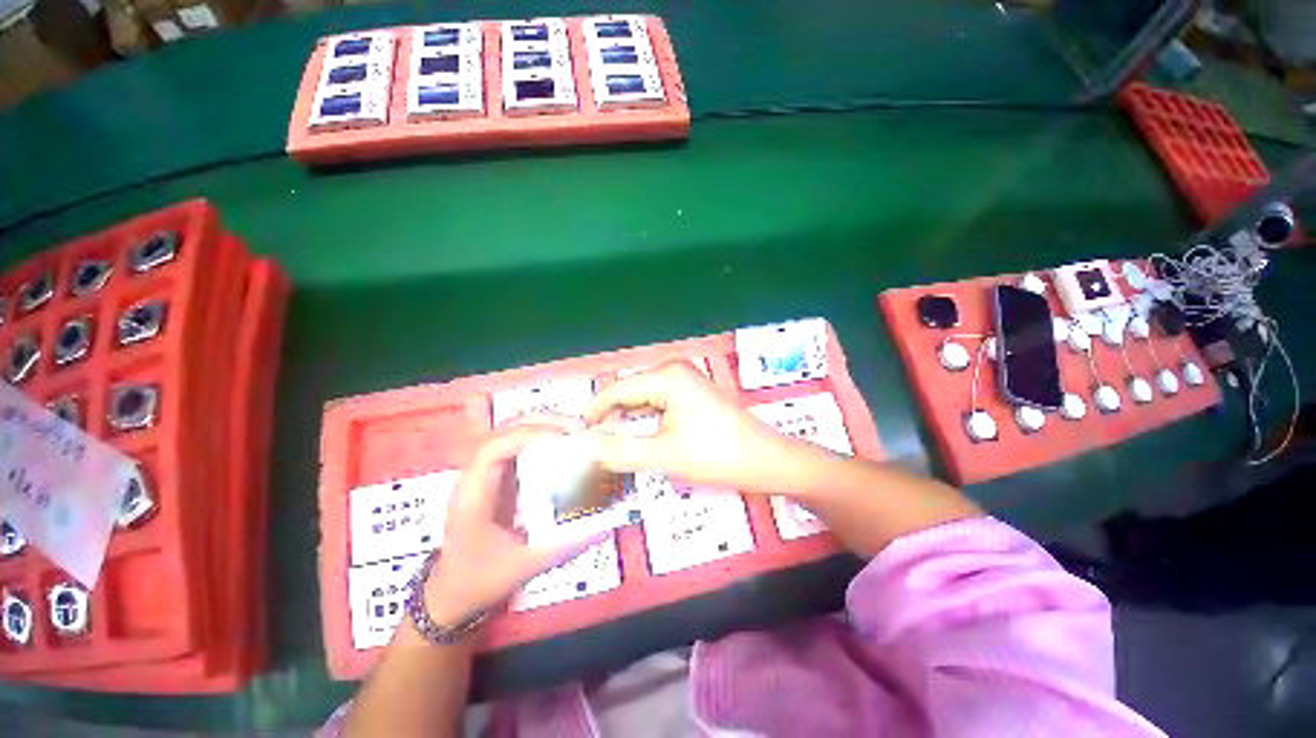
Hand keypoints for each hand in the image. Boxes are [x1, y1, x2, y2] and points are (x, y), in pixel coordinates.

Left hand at [423, 421, 595, 624]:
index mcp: (473, 494)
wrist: (451, 592)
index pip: (494, 448)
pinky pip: (519, 445)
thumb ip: (564, 547)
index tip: (564, 438)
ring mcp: (486, 472)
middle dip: (543, 423)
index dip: (528, 435)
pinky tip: (563, 441)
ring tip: (576, 430)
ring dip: (544, 425)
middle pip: (504, 431)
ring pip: (511, 432)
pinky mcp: (498, 476)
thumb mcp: (523, 567)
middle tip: (580, 428)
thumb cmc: (478, 580)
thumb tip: (604, 526)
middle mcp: (476, 475)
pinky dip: (542, 437)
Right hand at [583, 361, 838, 494]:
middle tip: (592, 447)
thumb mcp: (664, 455)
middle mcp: (673, 370)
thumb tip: (583, 446)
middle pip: (629, 393)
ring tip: (611, 446)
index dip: (592, 412)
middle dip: (610, 418)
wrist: (767, 460)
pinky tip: (639, 439)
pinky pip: (658, 403)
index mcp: (665, 377)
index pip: (616, 390)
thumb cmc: (718, 455)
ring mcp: (685, 380)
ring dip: (627, 421)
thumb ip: (619, 450)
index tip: (575, 435)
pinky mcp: (692, 393)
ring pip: (643, 399)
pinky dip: (645, 421)